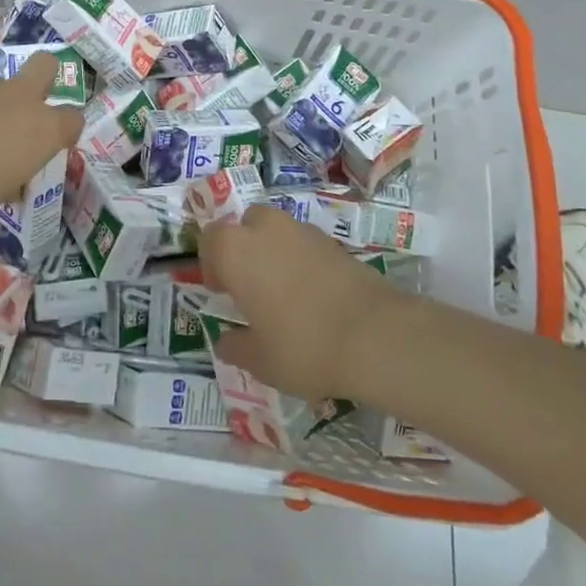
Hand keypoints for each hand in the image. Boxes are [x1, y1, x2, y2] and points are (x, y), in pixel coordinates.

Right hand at [199, 205, 405, 400]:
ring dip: (274, 252)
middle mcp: (266, 229)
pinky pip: (305, 243)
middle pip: (246, 225)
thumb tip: (226, 342)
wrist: (375, 335)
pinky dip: (302, 260)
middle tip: (250, 286)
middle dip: (244, 248)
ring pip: (277, 231)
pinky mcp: (334, 242)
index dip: (212, 263)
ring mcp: (303, 231)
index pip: (210, 238)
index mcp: (237, 250)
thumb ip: (236, 347)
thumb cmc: (303, 346)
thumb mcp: (260, 360)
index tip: (222, 292)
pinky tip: (312, 295)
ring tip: (283, 292)